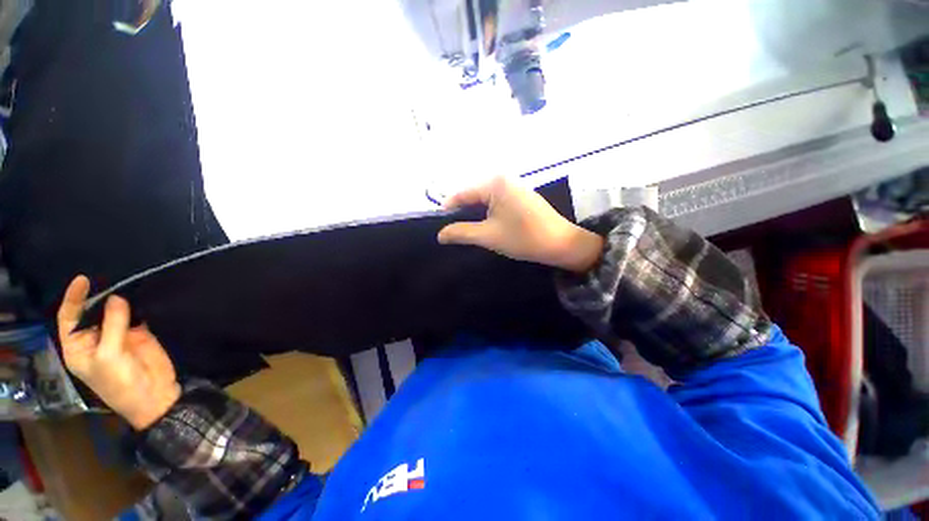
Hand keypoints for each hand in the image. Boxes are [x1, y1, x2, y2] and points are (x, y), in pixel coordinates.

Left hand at [57, 276, 180, 429]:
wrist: (154, 395)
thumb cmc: (120, 382)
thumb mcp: (110, 356)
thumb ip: (112, 326)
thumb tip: (116, 297)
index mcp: (78, 346)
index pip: (70, 318)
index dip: (74, 299)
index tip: (83, 279)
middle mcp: (95, 338)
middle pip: (93, 311)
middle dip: (98, 296)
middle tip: (110, 278)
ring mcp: (118, 335)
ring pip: (116, 311)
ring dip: (119, 300)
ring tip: (126, 282)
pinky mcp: (139, 334)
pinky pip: (136, 315)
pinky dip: (139, 306)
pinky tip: (141, 295)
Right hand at [437, 176, 603, 272]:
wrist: (561, 244)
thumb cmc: (523, 238)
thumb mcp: (488, 236)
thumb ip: (461, 233)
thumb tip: (440, 235)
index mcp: (494, 183)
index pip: (462, 194)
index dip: (448, 210)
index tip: (439, 227)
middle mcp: (503, 179)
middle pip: (473, 195)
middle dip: (462, 213)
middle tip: (453, 232)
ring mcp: (514, 186)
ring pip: (484, 199)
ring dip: (475, 214)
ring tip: (467, 230)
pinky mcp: (520, 196)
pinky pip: (496, 202)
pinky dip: (487, 213)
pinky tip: (486, 225)